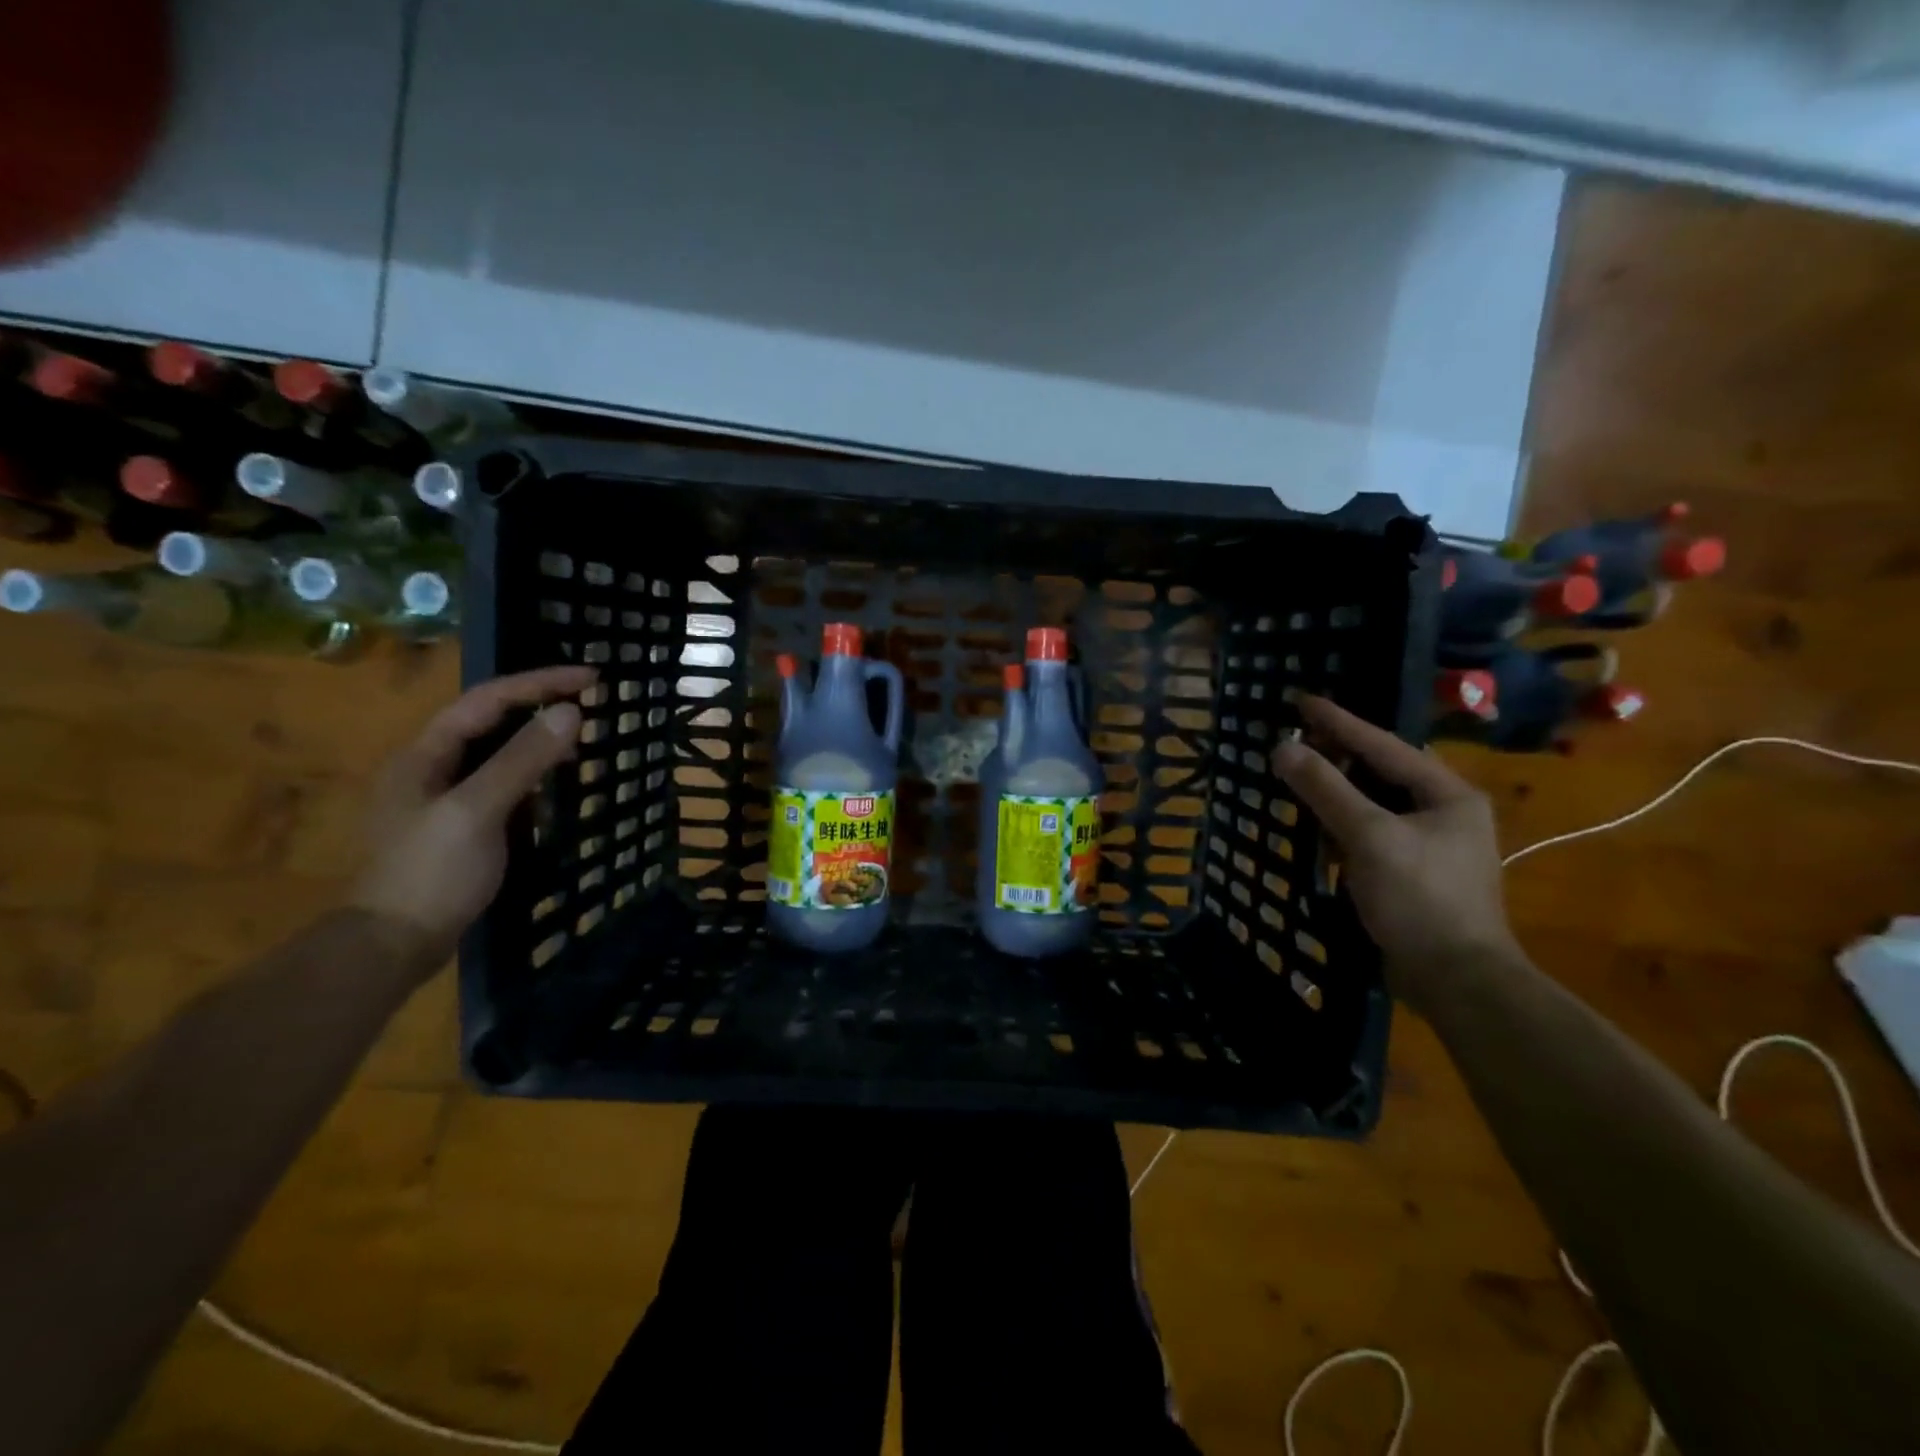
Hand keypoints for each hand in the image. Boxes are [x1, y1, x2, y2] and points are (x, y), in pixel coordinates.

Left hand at [349, 666, 596, 978]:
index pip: (488, 700)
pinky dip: (535, 772)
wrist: (393, 946)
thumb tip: (571, 713)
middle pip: (492, 721)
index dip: (540, 683)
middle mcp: (433, 767)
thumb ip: (522, 760)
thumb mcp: (477, 811)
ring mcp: (446, 798)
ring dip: (540, 738)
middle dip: (541, 705)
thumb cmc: (430, 873)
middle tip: (592, 702)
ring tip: (583, 735)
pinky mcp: (462, 825)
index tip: (591, 678)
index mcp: (425, 754)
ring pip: (499, 752)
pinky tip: (558, 781)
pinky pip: (504, 782)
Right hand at [1272, 695, 1518, 1009]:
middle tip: (1293, 743)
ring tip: (1298, 781)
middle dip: (1336, 758)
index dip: (1339, 722)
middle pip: (1380, 772)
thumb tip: (1283, 748)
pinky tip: (1318, 831)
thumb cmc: (1419, 898)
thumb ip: (1325, 789)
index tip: (1301, 701)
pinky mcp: (1412, 873)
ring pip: (1373, 805)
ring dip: (1336, 795)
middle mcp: (1444, 812)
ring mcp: (1430, 845)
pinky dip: (1342, 828)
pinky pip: (1370, 834)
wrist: (1456, 980)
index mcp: (1447, 795)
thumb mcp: (1368, 837)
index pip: (1384, 745)